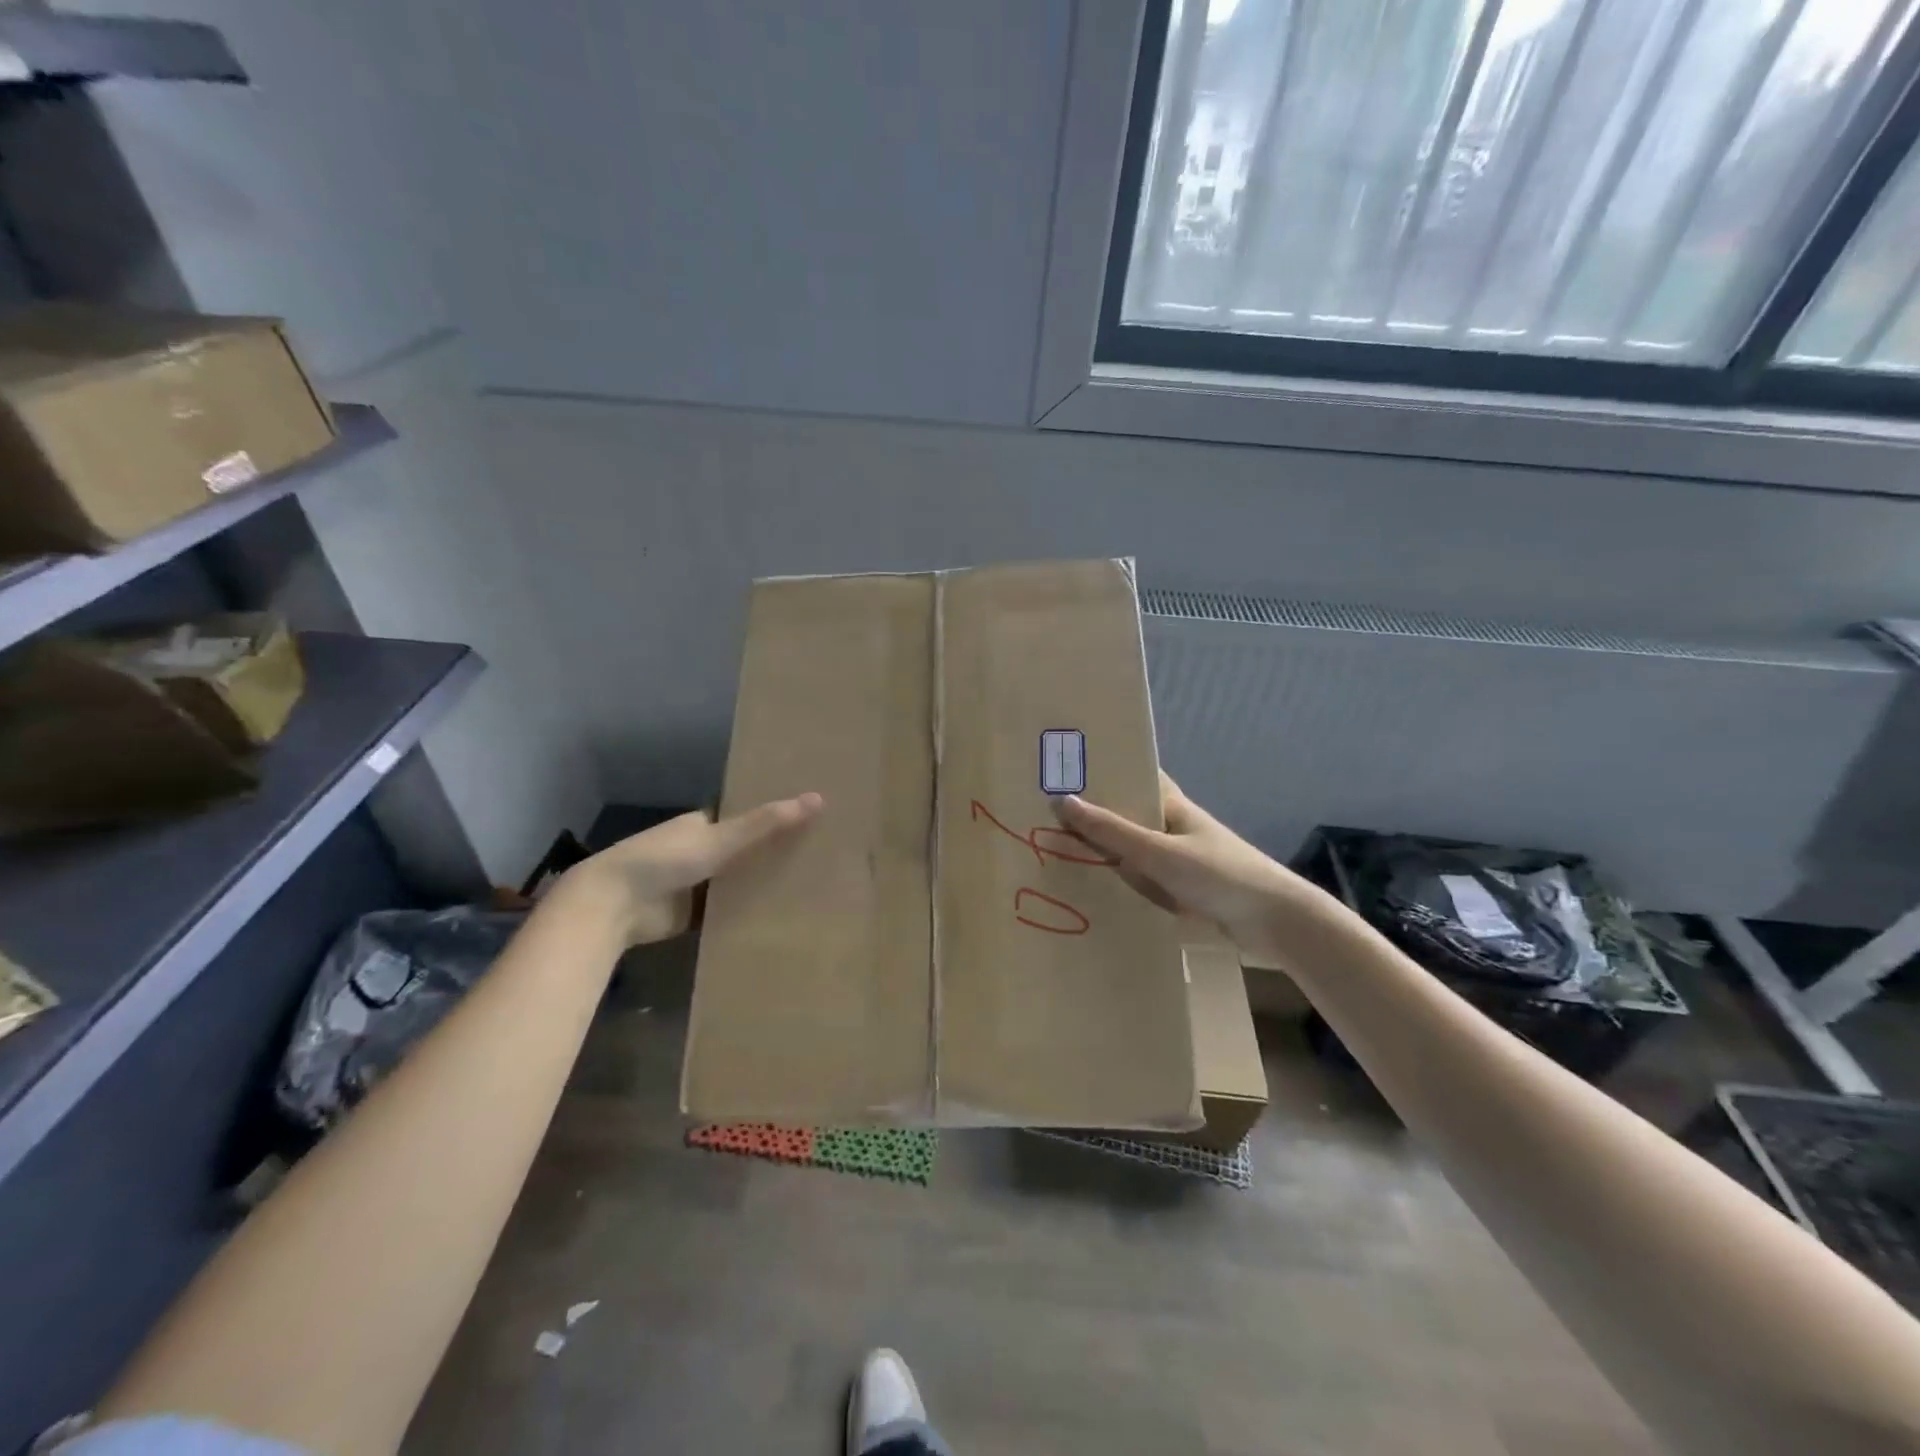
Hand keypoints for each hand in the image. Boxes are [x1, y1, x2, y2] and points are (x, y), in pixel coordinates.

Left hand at [560, 793, 823, 944]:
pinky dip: (747, 911)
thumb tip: (818, 798)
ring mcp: (695, 884)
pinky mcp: (693, 915)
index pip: (743, 815)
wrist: (613, 907)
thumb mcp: (721, 838)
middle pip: (743, 849)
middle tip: (820, 851)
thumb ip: (766, 823)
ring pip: (737, 881)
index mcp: (701, 823)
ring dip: (761, 882)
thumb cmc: (664, 860)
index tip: (808, 816)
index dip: (772, 814)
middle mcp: (699, 850)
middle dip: (772, 850)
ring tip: (812, 882)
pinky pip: (727, 911)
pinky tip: (783, 913)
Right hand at [1054, 773, 1332, 961]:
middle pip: (1125, 816)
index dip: (1104, 770)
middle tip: (1042, 814)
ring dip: (1100, 853)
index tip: (1063, 768)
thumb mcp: (1159, 852)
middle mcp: (1171, 829)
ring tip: (1051, 849)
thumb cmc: (1219, 874)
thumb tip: (1062, 801)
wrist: (1274, 923)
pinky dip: (1116, 883)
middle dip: (1092, 816)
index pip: (1134, 776)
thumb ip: (1112, 831)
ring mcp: (1174, 862)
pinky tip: (1085, 890)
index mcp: (1172, 806)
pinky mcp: (1177, 893)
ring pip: (1128, 852)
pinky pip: (1138, 882)